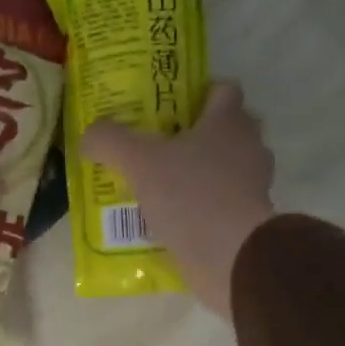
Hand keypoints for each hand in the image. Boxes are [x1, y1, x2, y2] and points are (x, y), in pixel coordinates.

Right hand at [82, 80, 275, 315]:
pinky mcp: (251, 220)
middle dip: (200, 136)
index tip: (173, 109)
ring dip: (202, 176)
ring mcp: (255, 186)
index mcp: (229, 121)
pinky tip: (177, 221)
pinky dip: (206, 209)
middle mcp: (249, 147)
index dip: (200, 94)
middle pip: (228, 130)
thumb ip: (109, 141)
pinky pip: (225, 205)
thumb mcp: (138, 162)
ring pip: (227, 170)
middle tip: (163, 149)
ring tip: (165, 189)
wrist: (230, 254)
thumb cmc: (189, 194)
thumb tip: (89, 136)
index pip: (224, 90)